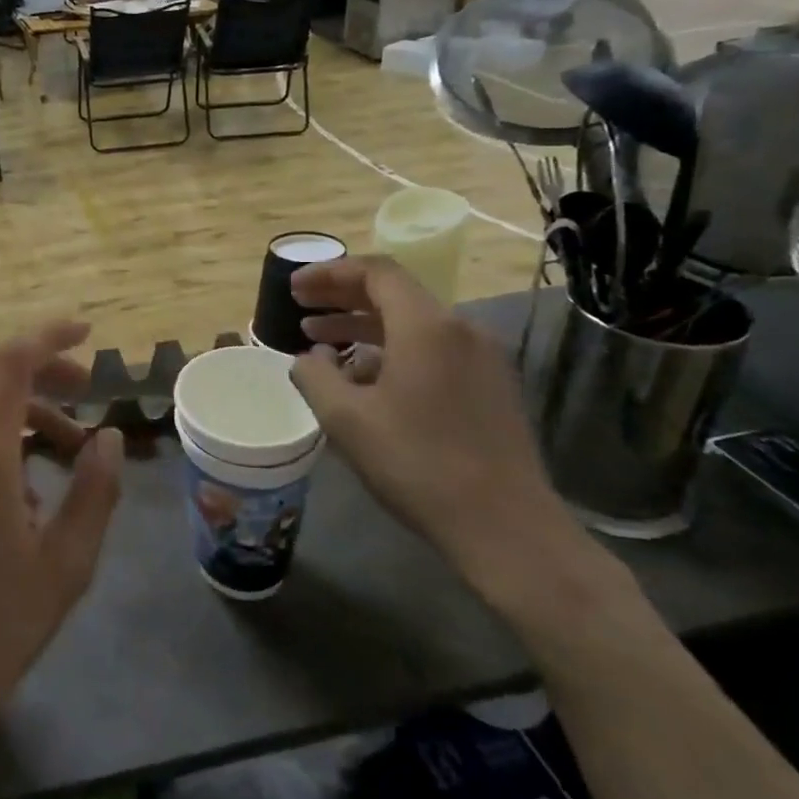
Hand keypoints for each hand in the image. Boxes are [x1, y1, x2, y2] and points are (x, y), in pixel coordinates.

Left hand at [0, 322, 123, 798]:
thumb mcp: (65, 567)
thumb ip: (94, 491)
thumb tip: (107, 438)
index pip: (7, 363)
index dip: (47, 337)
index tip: (85, 334)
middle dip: (38, 371)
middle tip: (83, 394)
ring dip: (14, 412)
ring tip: (58, 456)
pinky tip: (10, 490)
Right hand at [286, 256, 590, 599]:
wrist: (504, 526)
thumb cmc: (416, 463)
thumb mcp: (345, 418)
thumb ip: (314, 375)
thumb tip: (310, 358)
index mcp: (427, 326)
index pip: (376, 272)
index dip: (329, 273)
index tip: (294, 287)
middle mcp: (460, 330)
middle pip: (395, 294)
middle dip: (342, 297)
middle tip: (300, 306)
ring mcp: (482, 359)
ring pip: (413, 324)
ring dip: (363, 327)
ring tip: (321, 342)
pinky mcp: (490, 387)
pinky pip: (433, 350)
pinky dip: (391, 350)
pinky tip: (364, 379)